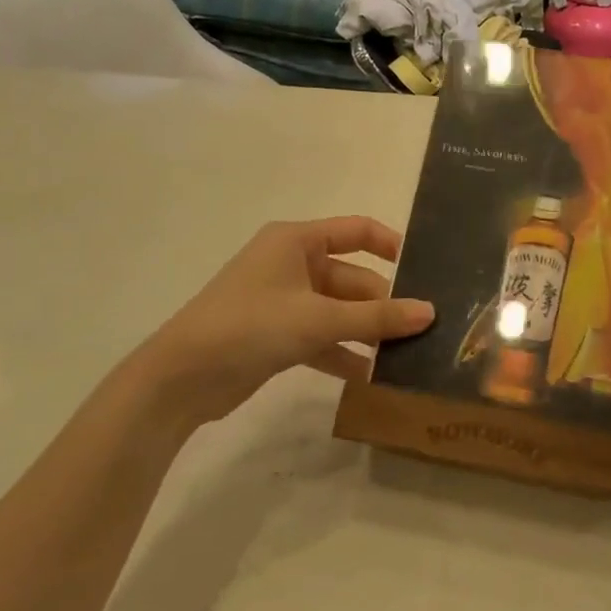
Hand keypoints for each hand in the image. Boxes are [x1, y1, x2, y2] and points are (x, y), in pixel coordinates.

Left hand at [131, 217, 433, 425]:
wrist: (180, 379)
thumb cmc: (251, 326)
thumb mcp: (319, 319)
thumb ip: (377, 317)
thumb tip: (430, 312)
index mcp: (297, 242)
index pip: (357, 231)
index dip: (391, 245)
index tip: (424, 271)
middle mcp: (292, 264)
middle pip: (353, 277)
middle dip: (384, 303)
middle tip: (423, 329)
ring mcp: (285, 302)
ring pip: (340, 311)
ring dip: (368, 331)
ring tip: (407, 354)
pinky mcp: (278, 335)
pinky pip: (323, 337)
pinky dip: (344, 353)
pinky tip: (372, 377)